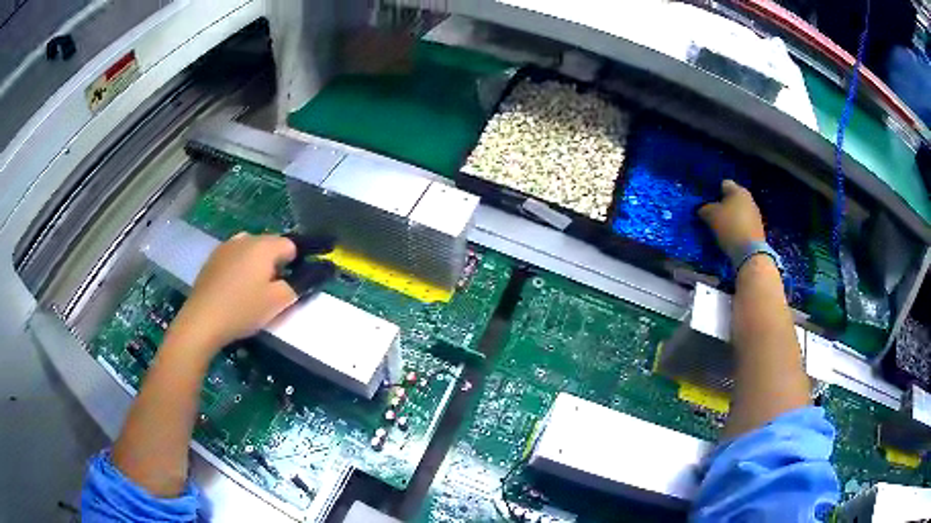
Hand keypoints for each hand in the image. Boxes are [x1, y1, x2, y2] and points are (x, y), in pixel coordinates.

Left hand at [164, 233, 298, 360]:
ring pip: (250, 250)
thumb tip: (305, 277)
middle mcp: (246, 238)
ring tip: (252, 290)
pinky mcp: (212, 258)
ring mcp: (226, 246)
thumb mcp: (278, 303)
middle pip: (270, 245)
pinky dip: (239, 268)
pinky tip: (233, 290)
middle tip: (272, 291)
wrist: (202, 320)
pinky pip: (234, 257)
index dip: (297, 264)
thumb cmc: (243, 309)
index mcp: (264, 246)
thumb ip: (297, 286)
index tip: (292, 285)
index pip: (291, 246)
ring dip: (256, 265)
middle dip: (275, 264)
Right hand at [697, 180, 765, 256]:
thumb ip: (704, 209)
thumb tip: (703, 209)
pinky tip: (730, 237)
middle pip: (732, 199)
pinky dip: (737, 228)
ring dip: (730, 218)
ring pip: (739, 212)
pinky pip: (743, 225)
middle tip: (712, 215)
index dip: (714, 191)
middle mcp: (749, 199)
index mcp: (739, 190)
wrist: (750, 253)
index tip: (706, 202)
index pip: (724, 184)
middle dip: (723, 205)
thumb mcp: (710, 215)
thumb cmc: (730, 227)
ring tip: (720, 228)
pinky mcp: (758, 230)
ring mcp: (756, 215)